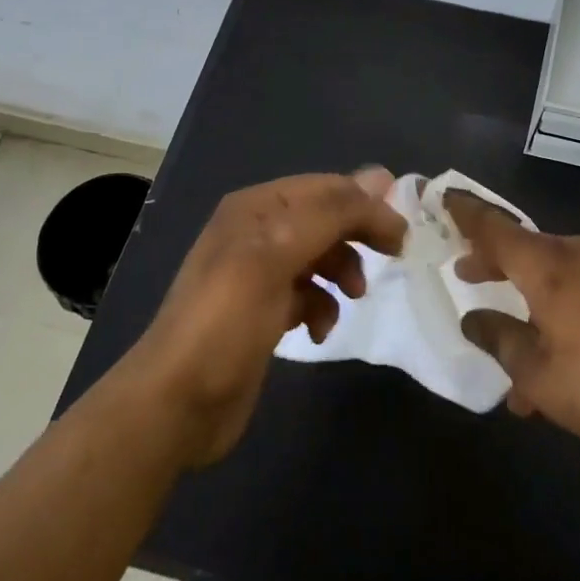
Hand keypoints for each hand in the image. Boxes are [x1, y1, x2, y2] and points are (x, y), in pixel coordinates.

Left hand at [124, 169, 405, 467]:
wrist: (176, 403)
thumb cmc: (227, 320)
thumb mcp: (277, 256)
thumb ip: (330, 214)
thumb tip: (381, 177)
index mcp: (255, 207)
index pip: (325, 187)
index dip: (366, 203)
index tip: (403, 232)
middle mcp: (256, 232)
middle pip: (324, 218)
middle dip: (357, 235)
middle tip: (393, 254)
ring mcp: (258, 273)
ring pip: (319, 255)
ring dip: (342, 271)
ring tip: (355, 297)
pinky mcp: (262, 312)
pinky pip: (307, 294)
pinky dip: (321, 306)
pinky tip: (319, 329)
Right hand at [446, 193, 579, 512]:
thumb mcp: (536, 374)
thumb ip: (498, 339)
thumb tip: (473, 318)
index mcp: (548, 265)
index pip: (494, 228)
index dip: (465, 214)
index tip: (444, 198)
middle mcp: (578, 253)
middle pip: (524, 248)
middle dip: (493, 262)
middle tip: (466, 274)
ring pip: (554, 273)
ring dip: (529, 298)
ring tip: (514, 345)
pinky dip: (560, 308)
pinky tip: (559, 357)